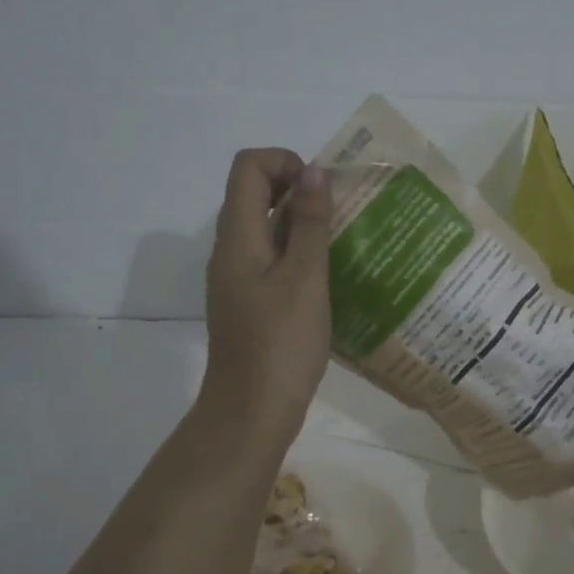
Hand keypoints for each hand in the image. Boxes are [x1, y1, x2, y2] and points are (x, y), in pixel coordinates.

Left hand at [199, 148, 332, 449]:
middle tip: (340, 214)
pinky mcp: (250, 304)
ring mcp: (238, 280)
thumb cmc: (281, 344)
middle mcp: (230, 251)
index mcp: (237, 238)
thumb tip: (313, 172)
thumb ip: (310, 224)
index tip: (322, 190)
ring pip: (266, 230)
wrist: (251, 412)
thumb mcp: (305, 279)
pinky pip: (271, 261)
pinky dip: (298, 255)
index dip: (285, 162)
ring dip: (301, 225)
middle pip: (254, 194)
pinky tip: (329, 278)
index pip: (248, 167)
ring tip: (342, 242)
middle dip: (298, 191)